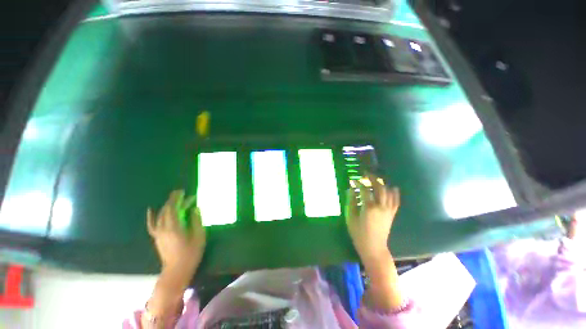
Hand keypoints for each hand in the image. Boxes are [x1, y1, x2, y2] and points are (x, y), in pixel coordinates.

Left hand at [147, 190, 205, 285]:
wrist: (177, 271)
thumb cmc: (191, 253)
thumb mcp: (199, 236)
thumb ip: (196, 220)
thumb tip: (195, 208)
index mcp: (174, 227)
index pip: (173, 208)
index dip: (177, 198)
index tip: (183, 191)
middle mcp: (163, 228)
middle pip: (166, 210)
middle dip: (174, 200)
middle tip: (183, 194)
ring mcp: (158, 233)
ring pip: (161, 215)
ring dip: (168, 206)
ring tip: (177, 200)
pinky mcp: (157, 237)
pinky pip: (152, 224)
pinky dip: (151, 216)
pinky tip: (150, 209)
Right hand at [345, 176, 403, 310]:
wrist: (374, 248)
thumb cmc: (359, 233)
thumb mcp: (350, 217)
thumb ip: (351, 202)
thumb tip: (351, 189)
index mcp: (369, 207)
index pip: (364, 190)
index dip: (358, 183)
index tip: (353, 180)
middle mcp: (381, 206)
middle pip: (379, 187)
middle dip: (372, 178)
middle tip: (366, 173)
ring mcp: (388, 210)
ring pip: (388, 192)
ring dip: (382, 183)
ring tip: (376, 179)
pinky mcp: (392, 214)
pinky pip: (396, 201)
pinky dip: (395, 193)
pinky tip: (393, 187)